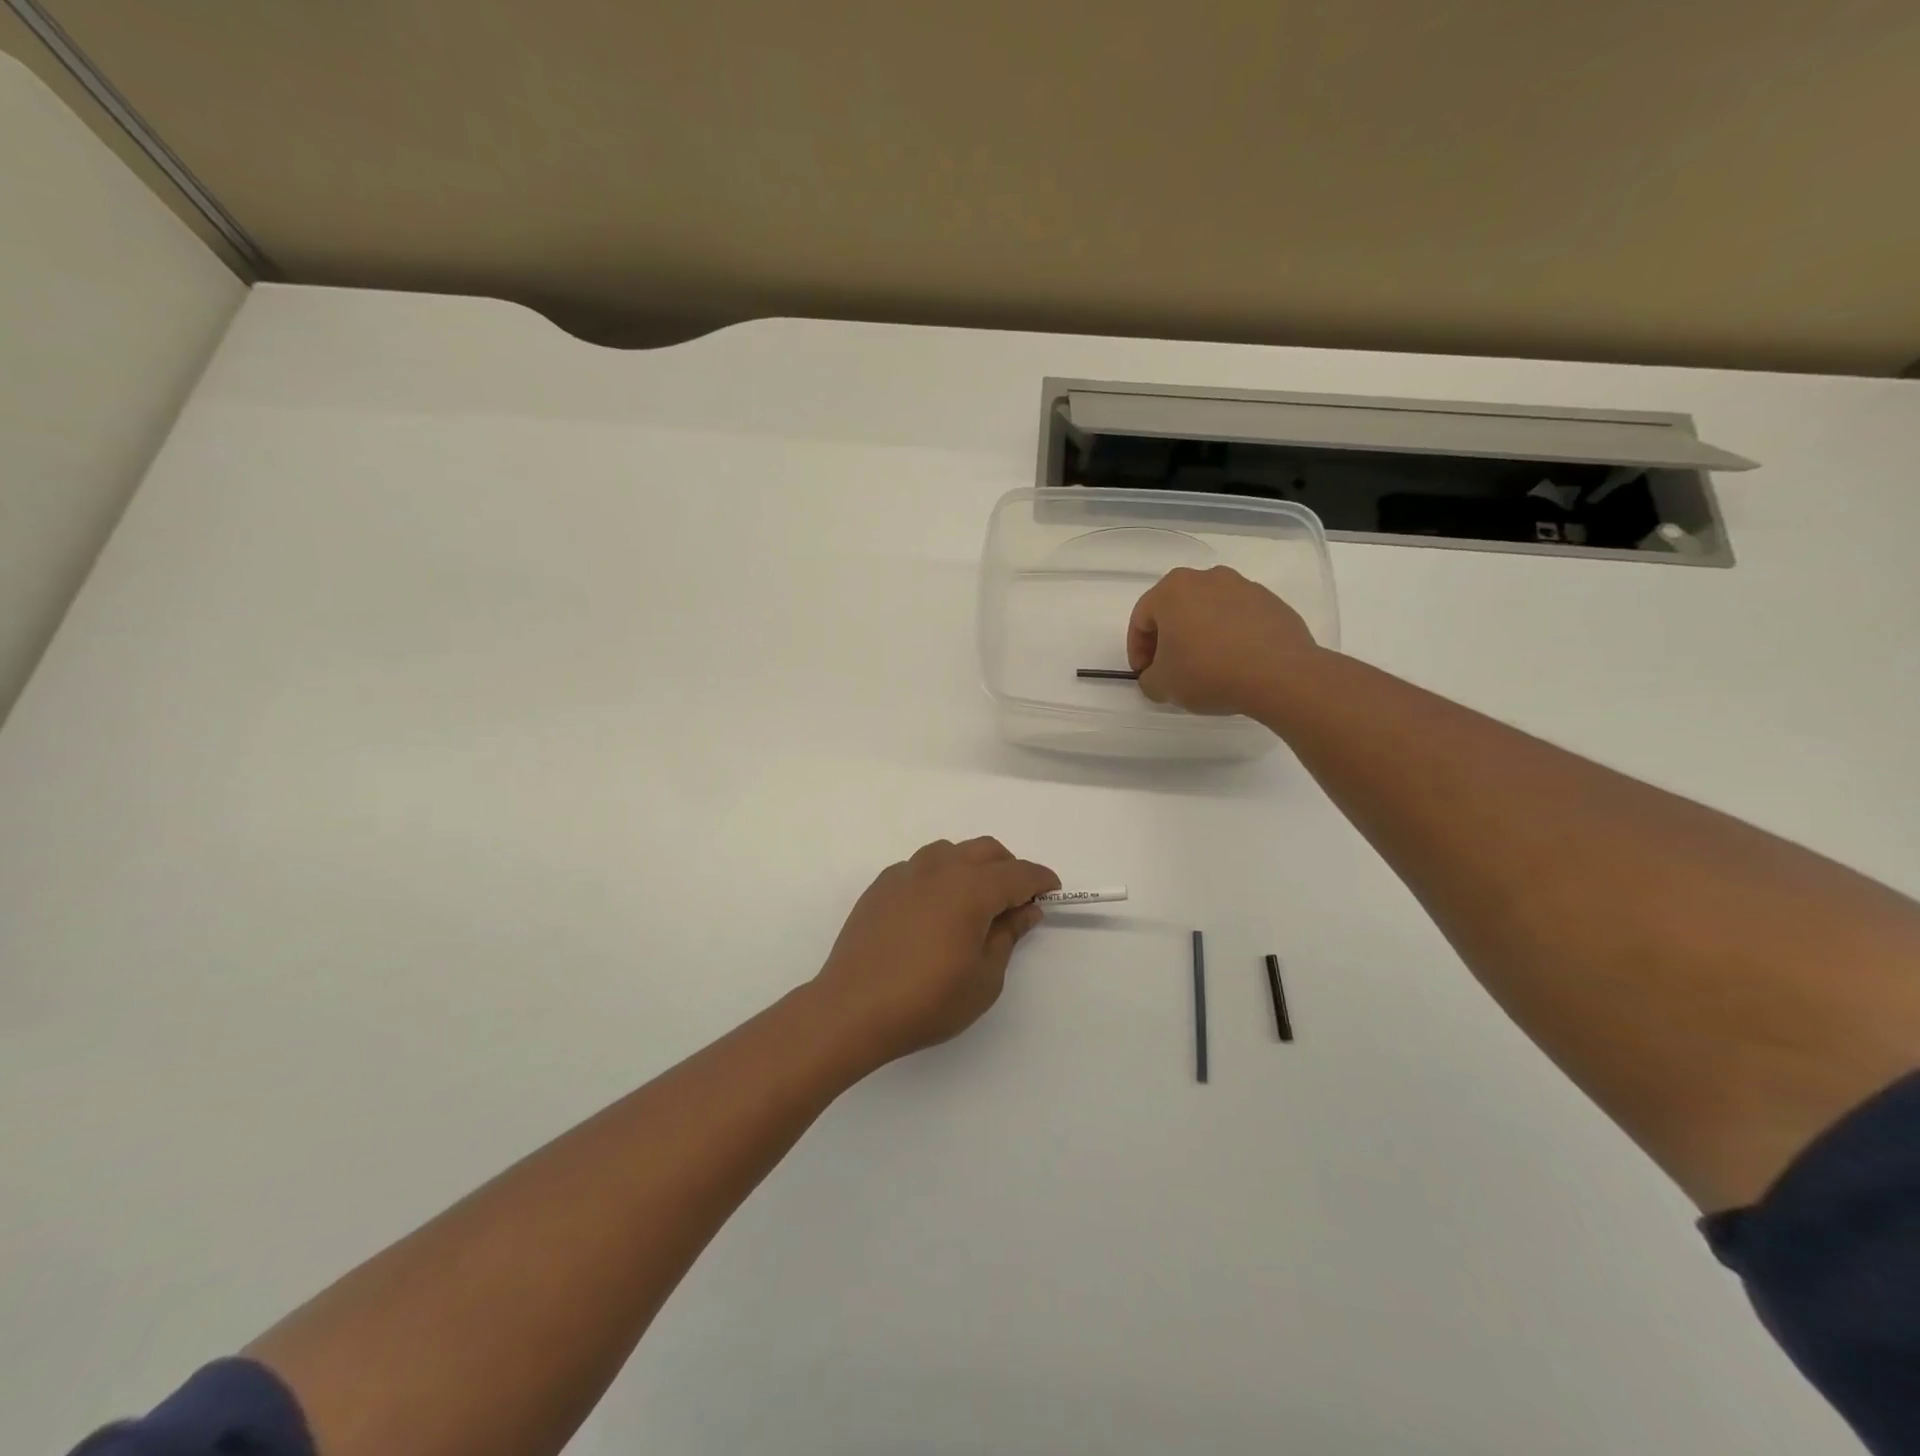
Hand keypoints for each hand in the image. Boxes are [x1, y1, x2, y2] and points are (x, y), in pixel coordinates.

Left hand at [812, 838, 1059, 1068]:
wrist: (851, 1010)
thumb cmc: (926, 1001)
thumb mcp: (984, 979)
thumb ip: (1007, 936)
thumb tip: (1025, 910)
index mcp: (970, 889)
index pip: (1018, 874)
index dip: (1040, 880)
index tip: (1052, 891)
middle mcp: (939, 869)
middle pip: (985, 850)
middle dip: (1009, 868)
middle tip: (1017, 900)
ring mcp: (905, 873)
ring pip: (950, 851)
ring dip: (972, 866)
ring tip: (976, 901)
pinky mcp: (881, 886)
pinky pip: (920, 866)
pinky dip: (940, 875)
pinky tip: (936, 908)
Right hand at [1127, 565, 1319, 715]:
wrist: (1280, 674)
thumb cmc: (1208, 672)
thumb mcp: (1162, 685)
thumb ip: (1148, 679)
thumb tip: (1157, 676)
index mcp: (1172, 589)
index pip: (1141, 619)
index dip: (1137, 650)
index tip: (1145, 674)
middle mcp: (1206, 578)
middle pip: (1175, 609)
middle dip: (1168, 638)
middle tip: (1171, 668)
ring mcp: (1243, 586)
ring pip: (1208, 611)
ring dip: (1200, 635)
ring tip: (1206, 667)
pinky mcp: (1271, 602)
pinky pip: (1238, 619)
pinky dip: (1229, 636)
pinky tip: (1234, 663)